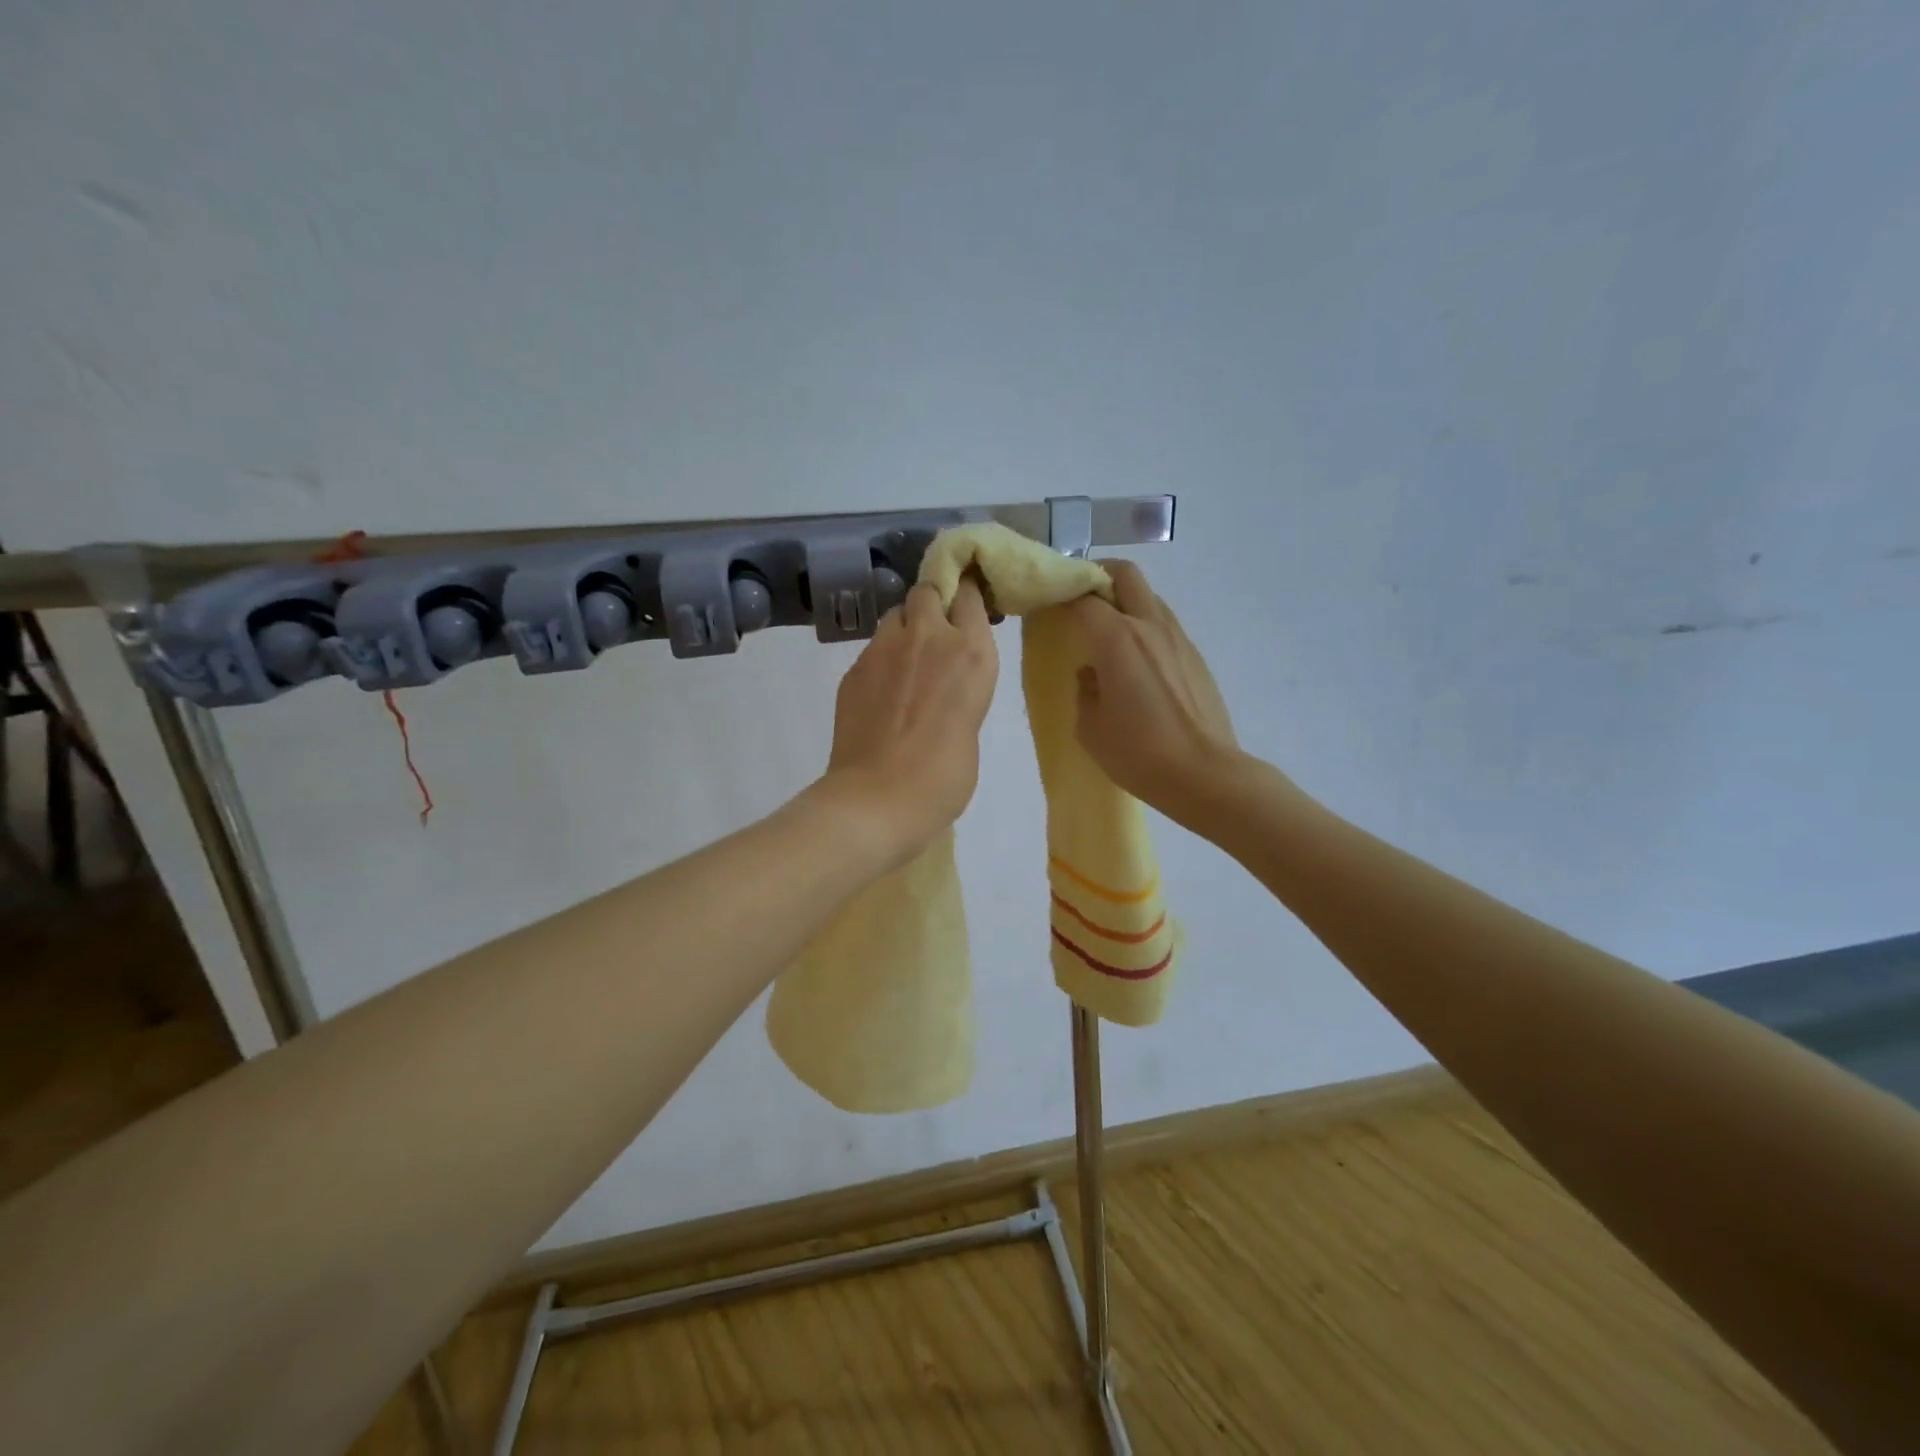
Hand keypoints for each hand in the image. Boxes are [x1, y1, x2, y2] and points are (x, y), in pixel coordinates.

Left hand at [818, 577, 999, 864]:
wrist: (877, 798)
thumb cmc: (943, 778)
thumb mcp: (970, 726)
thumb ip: (961, 690)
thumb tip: (942, 686)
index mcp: (971, 653)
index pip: (968, 594)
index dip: (966, 596)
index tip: (967, 606)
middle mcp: (929, 637)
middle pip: (927, 591)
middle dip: (932, 603)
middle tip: (934, 635)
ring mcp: (885, 649)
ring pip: (895, 615)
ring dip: (904, 629)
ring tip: (904, 663)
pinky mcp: (854, 668)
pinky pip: (873, 648)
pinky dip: (881, 659)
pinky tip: (882, 693)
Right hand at [1065, 562, 1240, 823]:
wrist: (1205, 775)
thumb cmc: (1138, 753)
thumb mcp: (1090, 727)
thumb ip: (1085, 688)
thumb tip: (1093, 672)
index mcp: (1117, 639)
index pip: (1082, 596)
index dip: (1061, 595)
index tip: (1048, 606)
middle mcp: (1149, 626)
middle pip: (1124, 574)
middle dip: (1098, 576)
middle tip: (1081, 600)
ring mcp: (1178, 638)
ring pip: (1149, 596)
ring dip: (1125, 601)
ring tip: (1108, 633)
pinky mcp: (1195, 656)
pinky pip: (1164, 625)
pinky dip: (1145, 627)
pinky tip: (1137, 663)